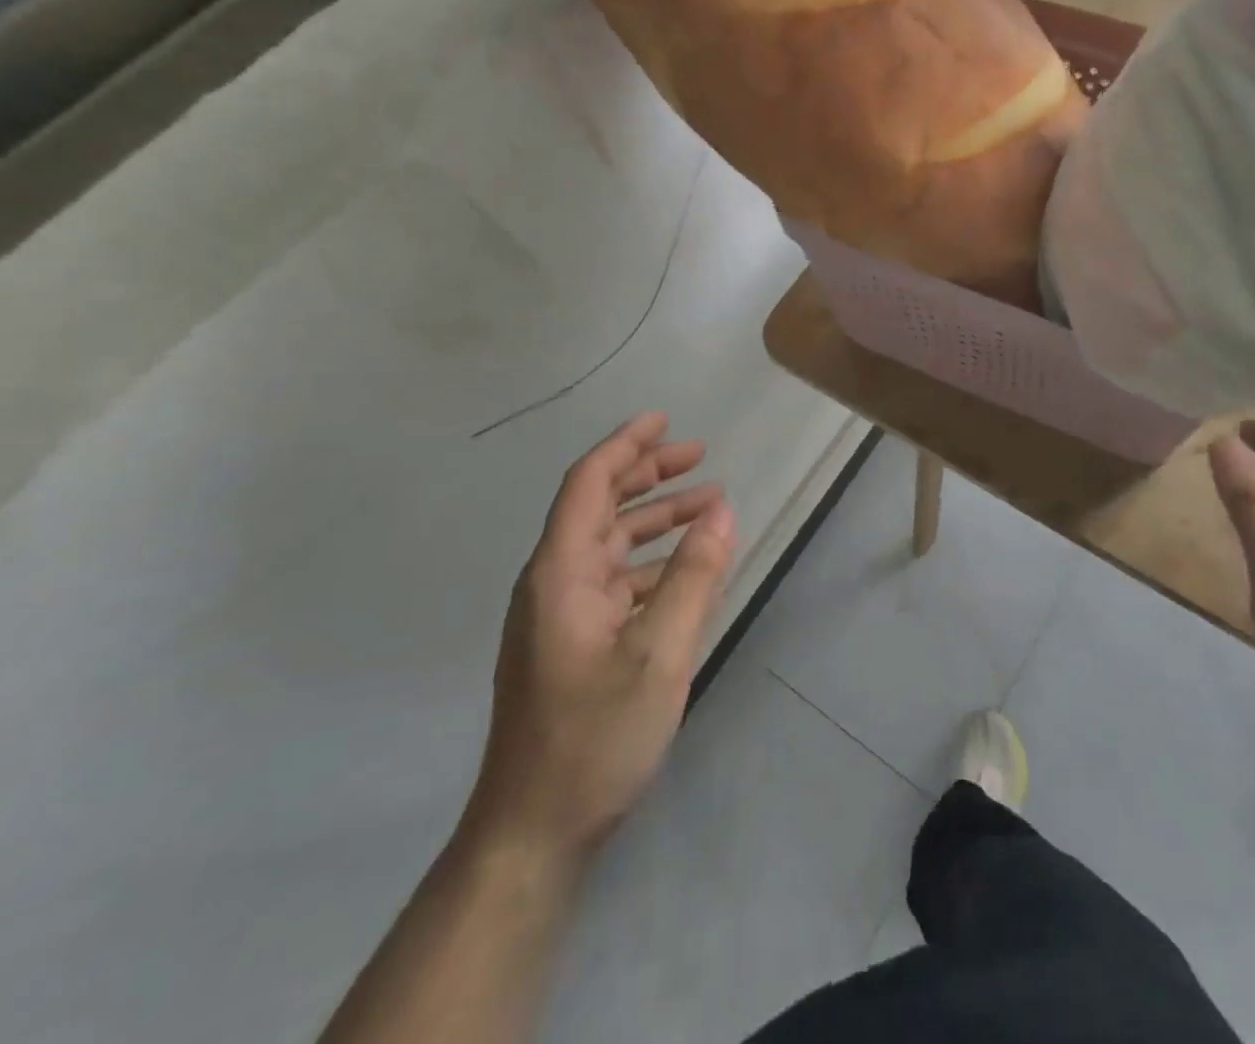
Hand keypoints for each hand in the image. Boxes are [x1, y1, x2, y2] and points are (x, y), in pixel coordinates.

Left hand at [463, 414, 735, 873]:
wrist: (532, 834)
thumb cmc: (594, 737)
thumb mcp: (660, 653)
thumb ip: (694, 576)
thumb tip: (722, 510)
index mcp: (561, 573)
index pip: (589, 484)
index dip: (626, 445)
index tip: (665, 419)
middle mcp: (554, 584)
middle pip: (599, 508)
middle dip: (648, 475)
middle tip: (700, 456)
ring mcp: (560, 617)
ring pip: (611, 546)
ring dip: (656, 520)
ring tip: (708, 506)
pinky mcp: (572, 646)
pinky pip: (616, 582)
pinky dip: (653, 563)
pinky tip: (689, 572)